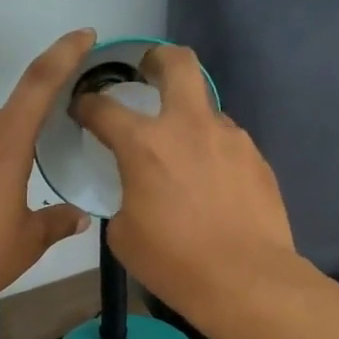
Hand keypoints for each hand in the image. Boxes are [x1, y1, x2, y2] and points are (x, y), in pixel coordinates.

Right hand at [72, 44, 297, 319]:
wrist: (244, 279)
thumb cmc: (173, 261)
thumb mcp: (124, 235)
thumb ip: (124, 197)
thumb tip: (136, 191)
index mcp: (145, 144)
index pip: (104, 108)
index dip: (87, 104)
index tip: (82, 109)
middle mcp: (189, 127)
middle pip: (178, 63)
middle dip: (157, 59)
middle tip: (148, 74)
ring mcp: (230, 139)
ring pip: (206, 108)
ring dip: (189, 119)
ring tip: (185, 155)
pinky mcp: (257, 159)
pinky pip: (228, 143)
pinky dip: (213, 152)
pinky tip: (213, 185)